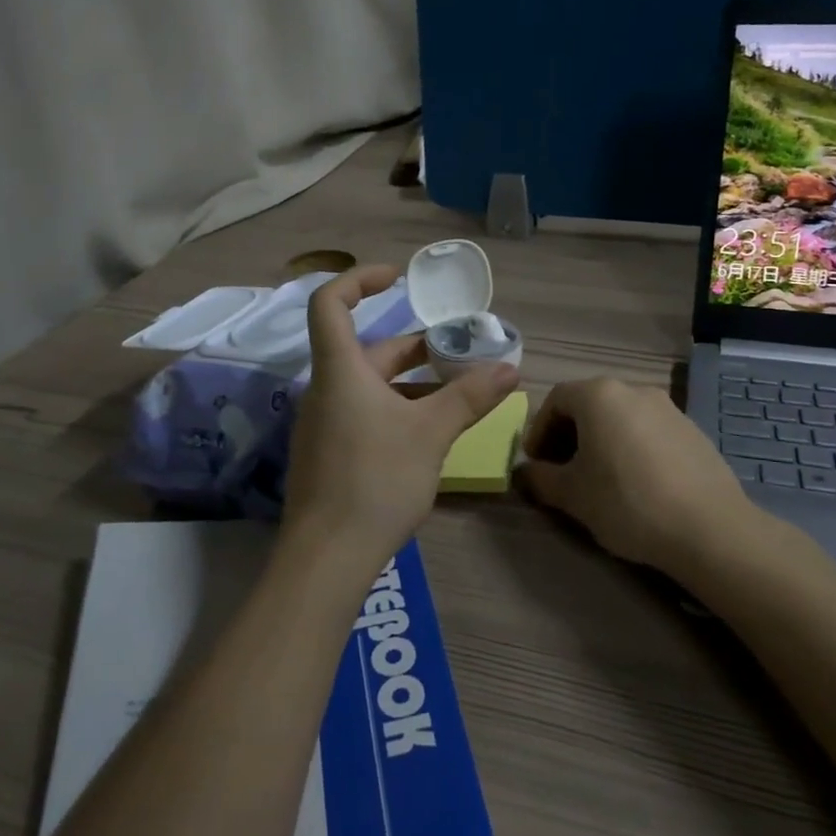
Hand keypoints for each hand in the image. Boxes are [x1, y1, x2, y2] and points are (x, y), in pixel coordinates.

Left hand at [281, 265, 517, 574]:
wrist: (328, 557)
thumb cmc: (377, 479)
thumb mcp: (431, 433)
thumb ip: (470, 397)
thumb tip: (511, 369)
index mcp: (340, 371)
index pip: (330, 303)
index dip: (359, 280)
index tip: (398, 278)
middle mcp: (326, 390)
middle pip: (366, 350)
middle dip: (413, 346)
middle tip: (459, 349)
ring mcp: (324, 424)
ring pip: (369, 386)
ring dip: (411, 382)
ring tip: (458, 391)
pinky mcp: (329, 454)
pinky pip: (364, 414)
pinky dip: (397, 409)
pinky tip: (431, 431)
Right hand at [519, 378, 751, 570]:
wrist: (709, 528)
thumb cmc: (627, 502)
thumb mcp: (572, 495)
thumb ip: (540, 479)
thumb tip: (525, 473)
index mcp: (599, 395)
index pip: (555, 399)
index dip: (539, 430)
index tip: (536, 463)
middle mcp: (634, 390)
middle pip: (589, 404)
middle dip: (569, 435)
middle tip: (562, 471)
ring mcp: (668, 408)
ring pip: (620, 417)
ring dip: (601, 441)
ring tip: (599, 479)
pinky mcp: (692, 430)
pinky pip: (648, 431)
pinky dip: (631, 447)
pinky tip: (637, 484)